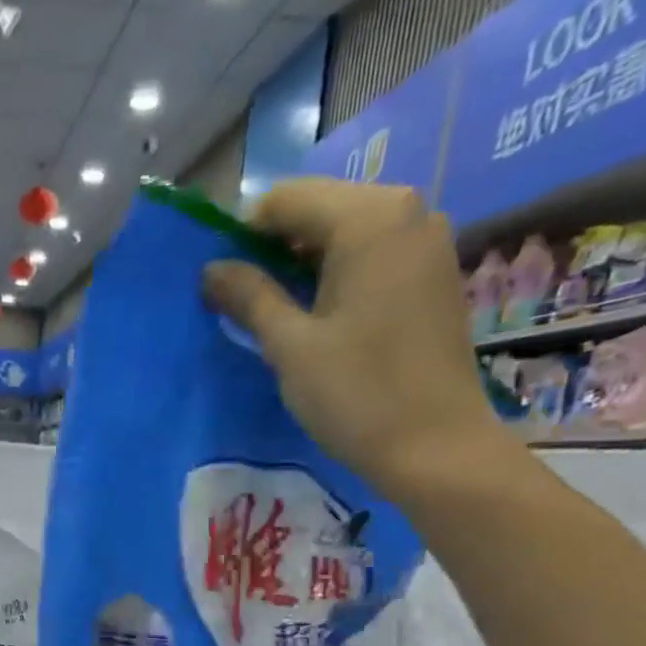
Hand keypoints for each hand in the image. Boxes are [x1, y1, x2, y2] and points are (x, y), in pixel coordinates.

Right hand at [203, 179, 524, 504]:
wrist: (434, 445)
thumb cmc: (356, 394)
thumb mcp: (289, 346)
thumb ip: (249, 296)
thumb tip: (211, 269)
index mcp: (368, 219)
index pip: (286, 200)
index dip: (243, 235)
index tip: (221, 281)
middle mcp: (407, 211)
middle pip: (319, 209)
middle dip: (274, 247)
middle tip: (243, 300)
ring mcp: (427, 240)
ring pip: (345, 232)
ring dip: (303, 263)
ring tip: (277, 313)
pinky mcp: (434, 272)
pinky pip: (372, 253)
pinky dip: (337, 273)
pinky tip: (320, 316)